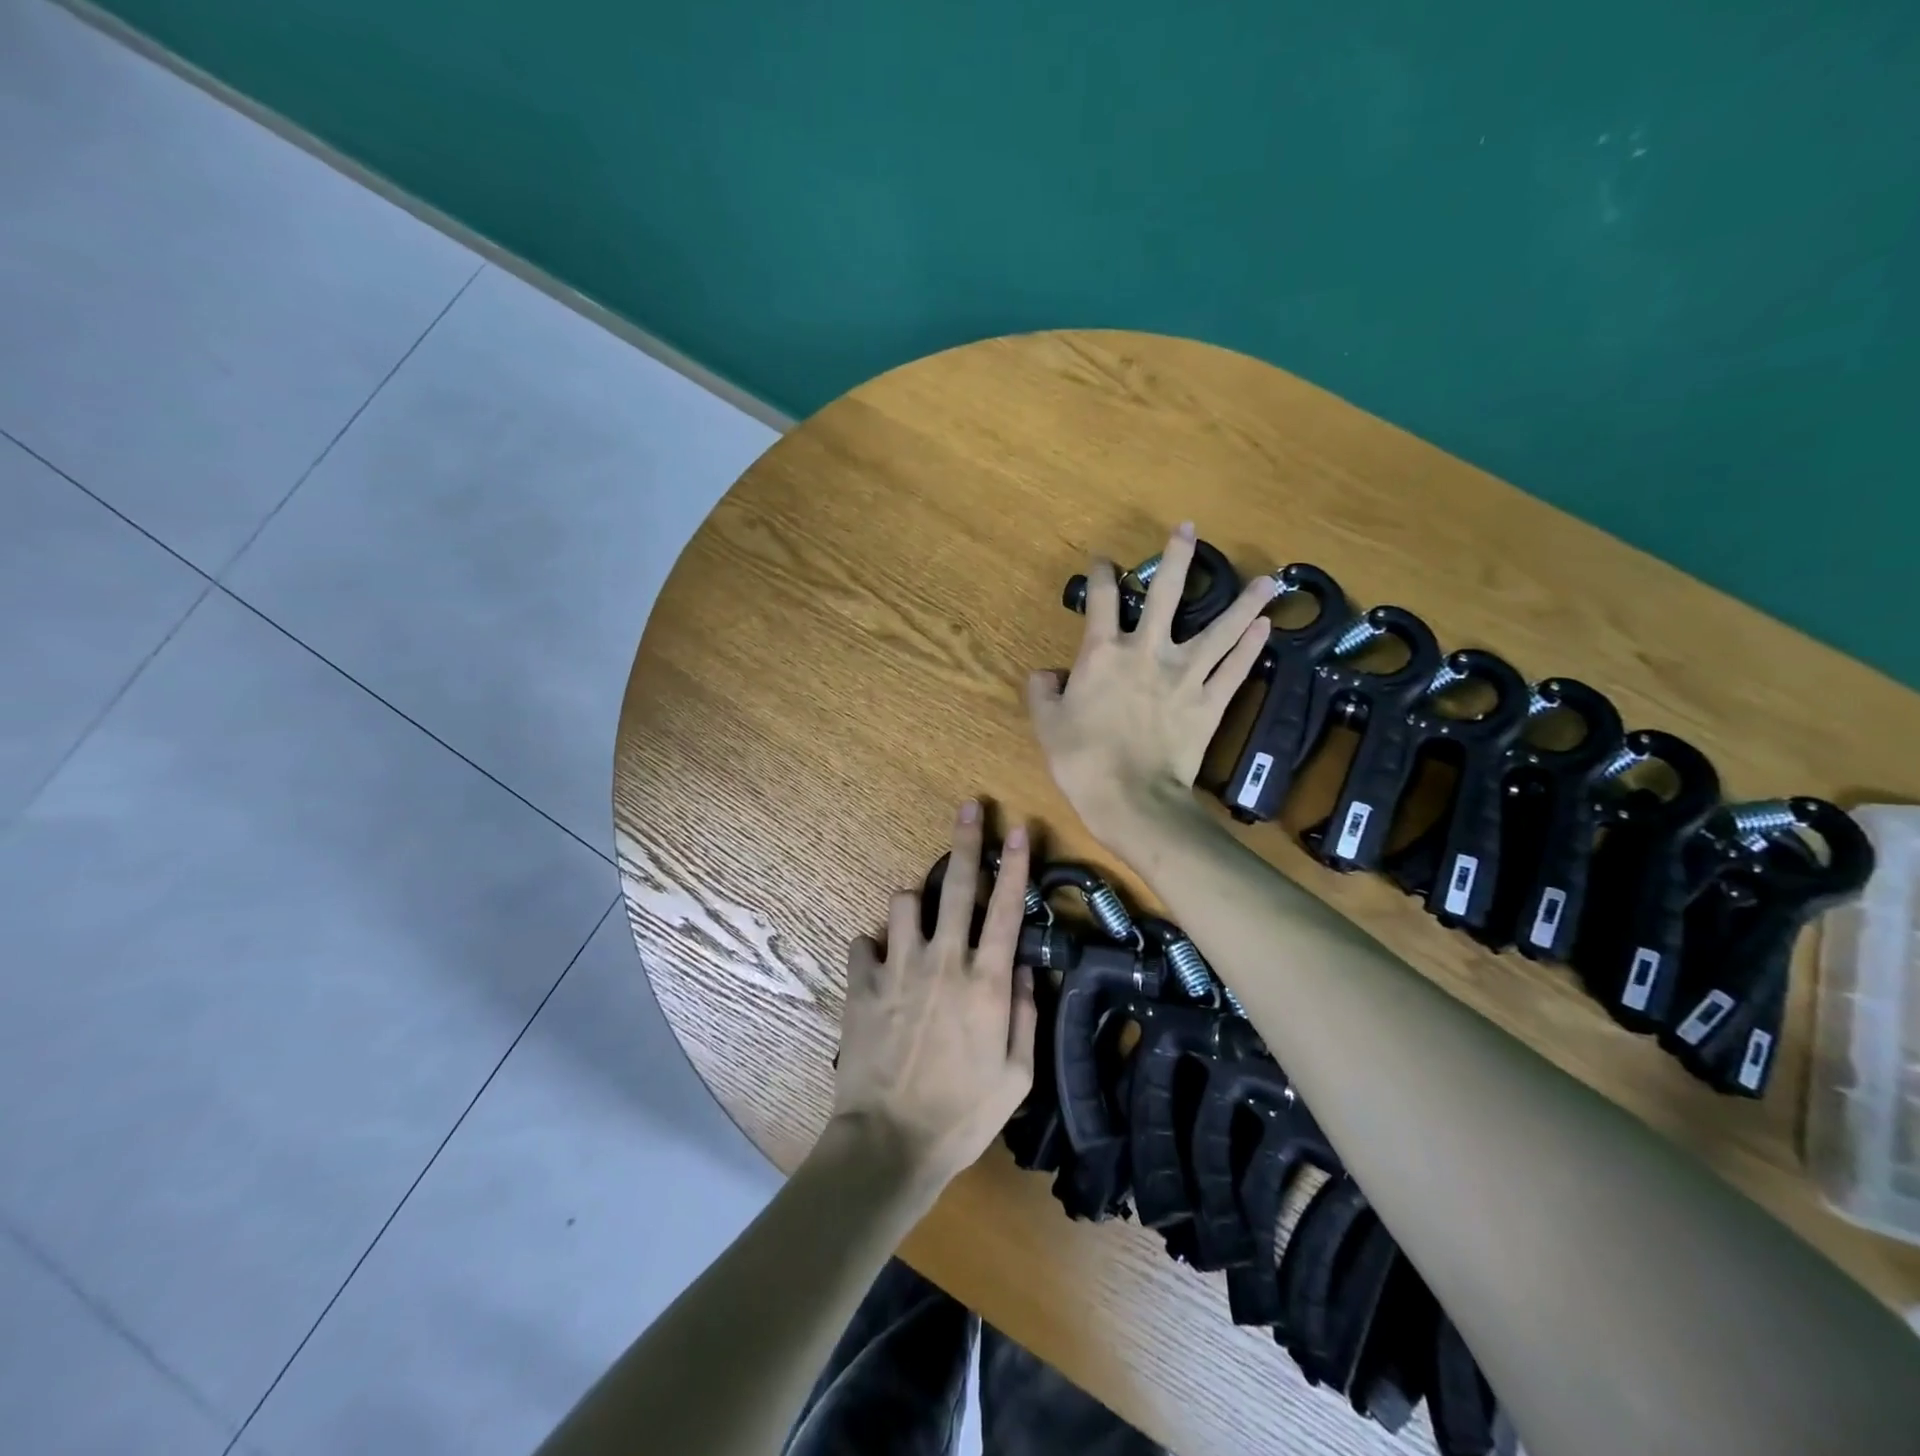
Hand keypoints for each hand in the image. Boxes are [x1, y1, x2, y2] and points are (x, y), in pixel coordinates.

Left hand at [830, 801, 1037, 1185]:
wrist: (890, 1143)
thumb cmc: (963, 1114)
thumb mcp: (1017, 1074)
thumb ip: (1024, 1012)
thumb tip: (1024, 965)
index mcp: (985, 982)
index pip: (1006, 909)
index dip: (1015, 866)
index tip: (1018, 829)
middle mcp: (942, 961)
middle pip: (956, 886)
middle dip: (965, 841)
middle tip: (969, 807)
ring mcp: (897, 968)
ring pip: (902, 902)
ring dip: (913, 904)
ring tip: (917, 923)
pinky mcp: (861, 984)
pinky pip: (863, 942)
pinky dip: (874, 948)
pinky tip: (879, 967)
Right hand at [1027, 522, 1275, 845]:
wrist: (1129, 798)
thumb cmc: (1081, 759)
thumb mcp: (1047, 724)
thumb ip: (1043, 691)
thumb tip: (1045, 673)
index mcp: (1103, 653)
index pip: (1103, 601)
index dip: (1103, 575)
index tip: (1105, 561)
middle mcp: (1148, 652)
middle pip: (1168, 595)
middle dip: (1178, 558)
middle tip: (1189, 530)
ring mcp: (1185, 676)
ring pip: (1220, 630)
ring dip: (1243, 603)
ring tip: (1268, 580)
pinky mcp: (1210, 703)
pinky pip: (1235, 671)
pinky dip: (1251, 649)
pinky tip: (1266, 628)